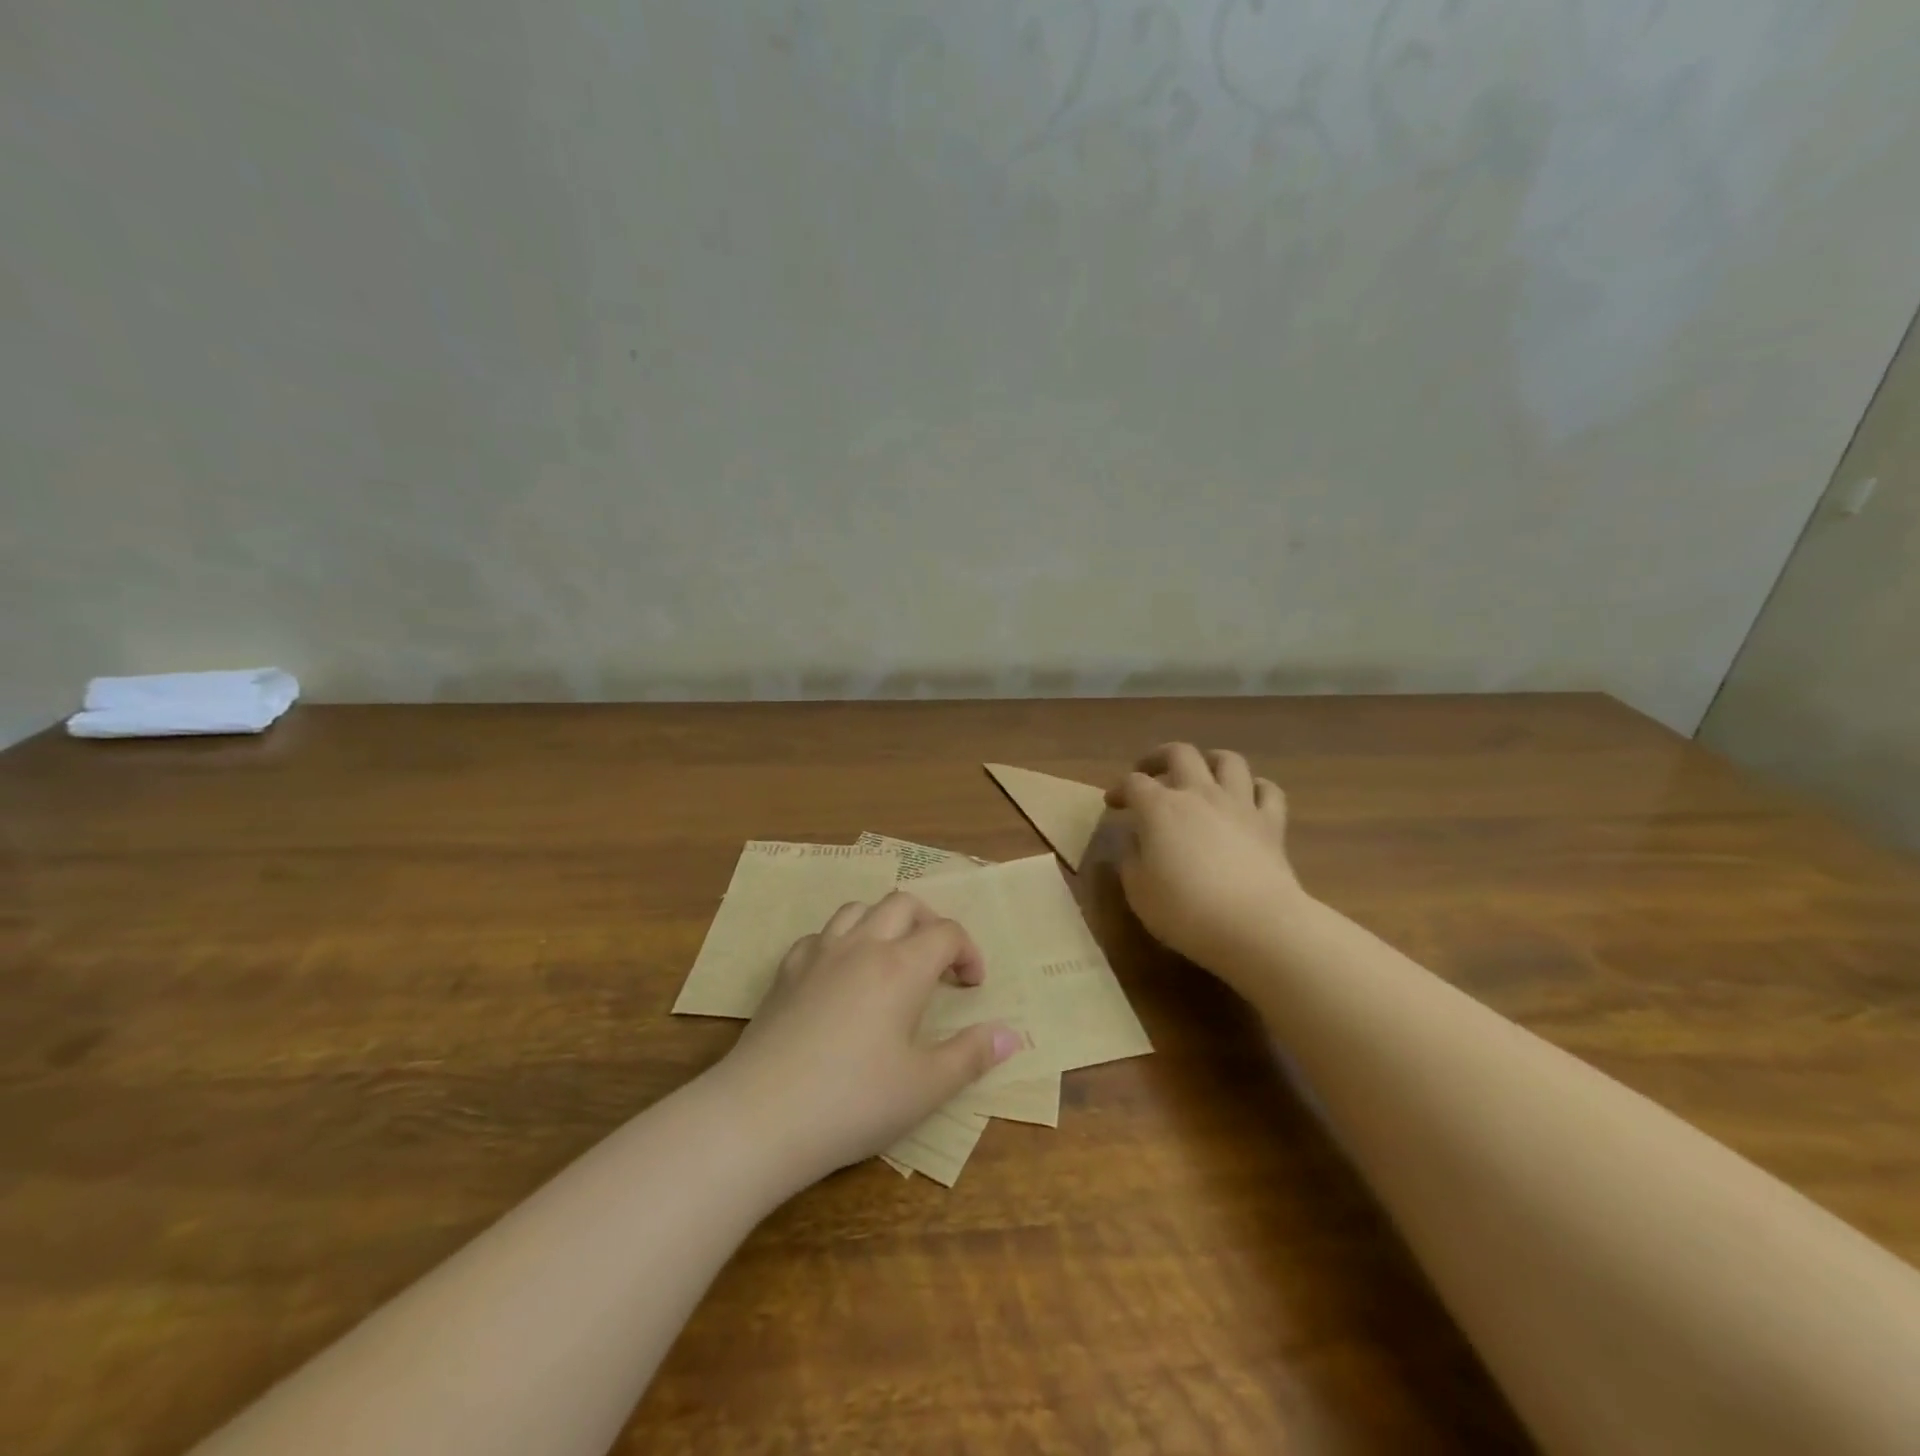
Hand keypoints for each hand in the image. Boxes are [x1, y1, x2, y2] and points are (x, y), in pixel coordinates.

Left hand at [709, 892, 1019, 1186]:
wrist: (761, 1116)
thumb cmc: (854, 1101)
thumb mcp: (925, 1087)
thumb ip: (972, 1055)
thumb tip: (1012, 1033)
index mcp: (901, 966)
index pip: (946, 932)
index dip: (969, 952)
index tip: (973, 987)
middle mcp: (861, 946)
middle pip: (903, 904)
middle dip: (931, 923)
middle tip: (940, 963)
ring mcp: (818, 955)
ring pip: (858, 909)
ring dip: (885, 923)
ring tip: (893, 959)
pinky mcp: (785, 973)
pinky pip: (820, 936)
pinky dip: (842, 942)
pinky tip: (841, 976)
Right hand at [1106, 743, 1307, 985]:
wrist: (1256, 925)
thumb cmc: (1186, 910)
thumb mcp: (1138, 890)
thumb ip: (1131, 859)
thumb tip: (1136, 841)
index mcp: (1160, 808)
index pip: (1133, 783)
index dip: (1119, 789)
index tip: (1112, 804)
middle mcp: (1199, 794)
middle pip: (1180, 753)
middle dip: (1159, 758)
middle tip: (1149, 773)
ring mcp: (1239, 805)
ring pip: (1228, 761)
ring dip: (1210, 761)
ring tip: (1202, 774)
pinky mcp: (1271, 824)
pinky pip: (1268, 791)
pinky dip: (1255, 788)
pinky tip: (1247, 798)